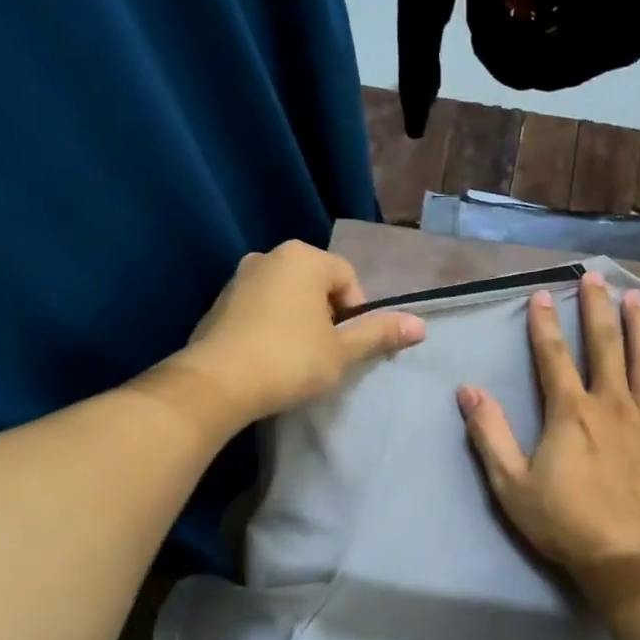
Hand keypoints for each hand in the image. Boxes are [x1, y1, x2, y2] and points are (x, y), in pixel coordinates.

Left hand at [167, 241, 424, 425]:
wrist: (218, 383)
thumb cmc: (291, 360)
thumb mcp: (342, 351)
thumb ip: (379, 334)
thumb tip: (421, 325)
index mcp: (303, 258)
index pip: (348, 279)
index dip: (357, 314)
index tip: (348, 347)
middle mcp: (269, 256)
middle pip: (316, 285)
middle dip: (327, 316)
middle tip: (326, 354)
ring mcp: (239, 278)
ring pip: (287, 297)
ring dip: (299, 322)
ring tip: (297, 360)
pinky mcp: (218, 303)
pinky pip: (259, 310)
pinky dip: (271, 328)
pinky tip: (270, 359)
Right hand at [458, 274, 639, 585]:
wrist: (628, 557)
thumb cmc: (565, 523)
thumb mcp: (512, 485)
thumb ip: (490, 435)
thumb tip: (468, 391)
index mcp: (570, 413)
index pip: (554, 356)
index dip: (545, 324)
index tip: (542, 295)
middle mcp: (612, 404)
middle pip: (605, 345)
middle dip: (597, 308)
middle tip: (596, 277)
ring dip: (639, 325)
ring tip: (636, 298)